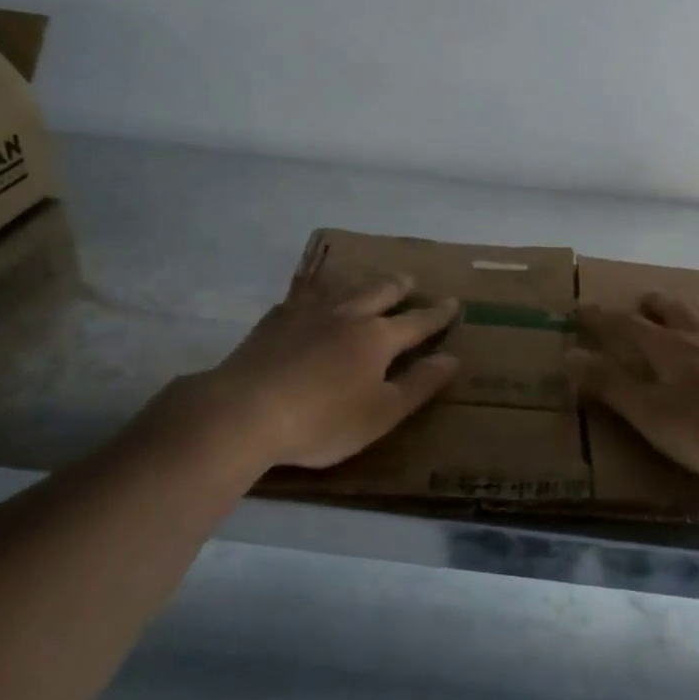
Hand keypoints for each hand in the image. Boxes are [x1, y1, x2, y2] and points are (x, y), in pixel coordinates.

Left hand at [140, 272, 460, 474]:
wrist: (244, 411)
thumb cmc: (322, 420)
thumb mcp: (382, 413)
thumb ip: (419, 385)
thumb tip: (453, 359)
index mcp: (377, 338)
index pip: (417, 322)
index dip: (437, 314)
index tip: (454, 303)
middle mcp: (347, 315)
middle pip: (379, 293)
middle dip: (400, 287)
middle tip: (411, 280)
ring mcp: (308, 313)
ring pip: (343, 288)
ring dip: (362, 282)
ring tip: (369, 279)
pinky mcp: (275, 320)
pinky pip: (305, 295)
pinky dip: (319, 290)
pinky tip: (312, 295)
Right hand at [568, 292, 698, 482]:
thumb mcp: (648, 412)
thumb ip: (610, 384)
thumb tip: (570, 354)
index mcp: (668, 348)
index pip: (627, 325)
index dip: (602, 317)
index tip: (581, 309)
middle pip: (673, 310)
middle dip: (652, 305)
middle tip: (640, 302)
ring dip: (691, 312)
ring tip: (685, 312)